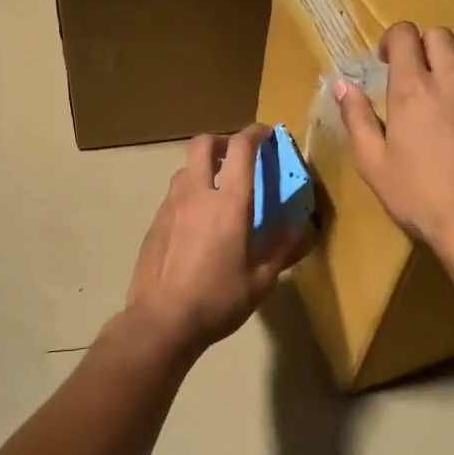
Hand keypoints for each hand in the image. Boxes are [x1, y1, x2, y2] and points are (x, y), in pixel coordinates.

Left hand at [125, 126, 307, 360]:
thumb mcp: (260, 281)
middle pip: (203, 144)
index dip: (255, 133)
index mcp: (228, 203)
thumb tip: (298, 229)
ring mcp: (170, 206)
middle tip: (237, 156)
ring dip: (204, 167)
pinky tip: (198, 221)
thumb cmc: (217, 300)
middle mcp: (197, 194)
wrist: (161, 321)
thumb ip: (281, 249)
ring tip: (219, 189)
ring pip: (185, 168)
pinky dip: (190, 192)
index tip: (267, 133)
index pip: (241, 149)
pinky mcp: (155, 223)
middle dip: (223, 141)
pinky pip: (174, 194)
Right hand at [335, 22, 453, 255]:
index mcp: (412, 87)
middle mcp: (453, 76)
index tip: (388, 62)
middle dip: (426, 48)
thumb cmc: (419, 197)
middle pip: (441, 35)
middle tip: (420, 78)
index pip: (404, 34)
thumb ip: (357, 119)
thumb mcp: (373, 163)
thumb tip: (342, 85)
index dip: (393, 41)